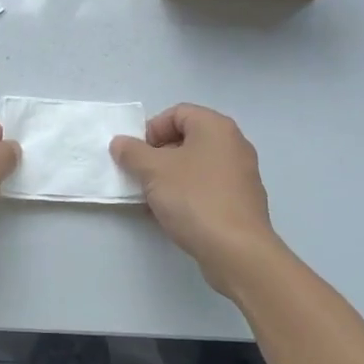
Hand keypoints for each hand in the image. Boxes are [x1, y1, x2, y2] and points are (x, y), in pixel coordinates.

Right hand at [110, 104, 283, 289]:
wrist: (236, 250)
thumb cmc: (194, 198)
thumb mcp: (153, 171)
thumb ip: (132, 152)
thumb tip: (120, 143)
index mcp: (216, 127)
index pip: (177, 113)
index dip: (152, 129)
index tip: (137, 155)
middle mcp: (233, 144)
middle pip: (187, 138)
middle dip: (158, 155)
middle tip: (142, 176)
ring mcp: (241, 174)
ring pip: (196, 165)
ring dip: (170, 177)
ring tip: (153, 199)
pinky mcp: (242, 201)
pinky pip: (208, 187)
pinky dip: (188, 194)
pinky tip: (173, 215)